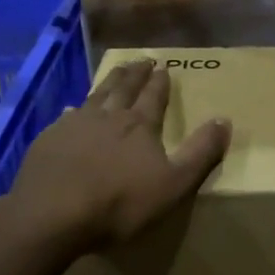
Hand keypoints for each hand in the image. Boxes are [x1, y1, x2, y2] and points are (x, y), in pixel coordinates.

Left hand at [4, 59, 230, 255]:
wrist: (53, 214)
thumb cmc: (120, 203)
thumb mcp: (174, 183)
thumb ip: (200, 152)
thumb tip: (224, 120)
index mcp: (139, 125)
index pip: (154, 96)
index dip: (160, 82)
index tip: (163, 66)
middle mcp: (108, 116)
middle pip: (124, 88)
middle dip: (135, 73)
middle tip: (141, 60)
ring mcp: (75, 124)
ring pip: (95, 95)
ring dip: (108, 82)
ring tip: (115, 72)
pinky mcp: (49, 139)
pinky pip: (66, 116)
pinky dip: (75, 108)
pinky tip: (72, 109)